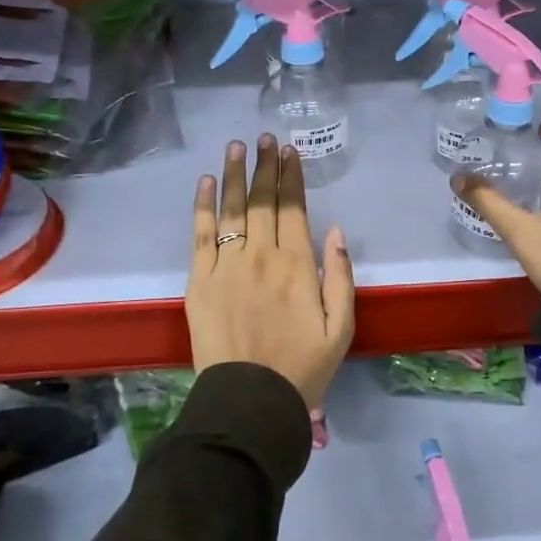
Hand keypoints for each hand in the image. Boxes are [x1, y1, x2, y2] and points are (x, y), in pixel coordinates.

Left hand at [188, 134, 354, 406]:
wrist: (250, 401)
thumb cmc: (302, 367)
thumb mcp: (341, 327)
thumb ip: (340, 276)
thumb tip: (335, 230)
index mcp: (298, 265)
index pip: (294, 208)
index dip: (291, 177)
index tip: (290, 152)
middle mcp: (262, 255)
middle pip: (263, 201)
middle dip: (265, 166)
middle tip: (265, 138)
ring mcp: (227, 265)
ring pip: (233, 209)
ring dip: (236, 174)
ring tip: (237, 146)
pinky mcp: (199, 280)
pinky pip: (200, 234)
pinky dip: (203, 205)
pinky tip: (207, 182)